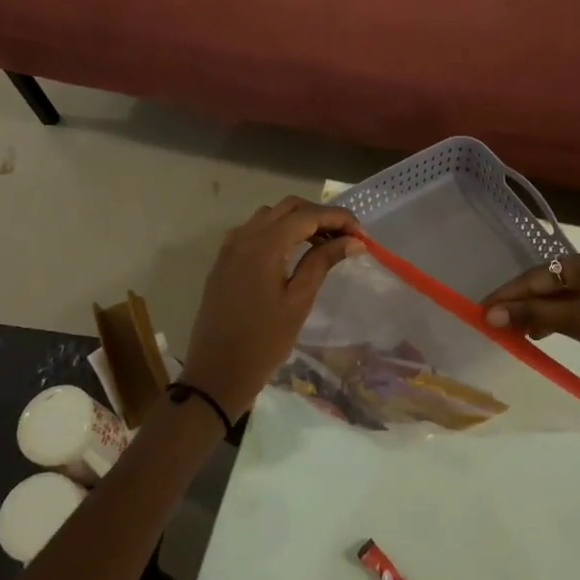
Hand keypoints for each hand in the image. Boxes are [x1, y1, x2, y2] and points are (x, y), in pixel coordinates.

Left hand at [177, 197, 363, 419]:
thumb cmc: (263, 341)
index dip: (338, 219)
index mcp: (263, 245)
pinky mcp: (224, 261)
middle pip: (288, 207)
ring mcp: (230, 247)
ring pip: (270, 216)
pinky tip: (293, 254)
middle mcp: (244, 236)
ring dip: (299, 222)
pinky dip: (278, 232)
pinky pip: (253, 231)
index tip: (362, 235)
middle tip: (346, 239)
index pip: (308, 215)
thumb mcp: (299, 301)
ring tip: (323, 246)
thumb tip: (353, 241)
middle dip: (320, 216)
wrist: (217, 372)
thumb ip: (323, 262)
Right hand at [481, 246, 579, 405]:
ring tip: (516, 331)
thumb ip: (533, 315)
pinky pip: (576, 300)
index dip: (506, 295)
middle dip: (520, 302)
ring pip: (560, 292)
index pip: (534, 276)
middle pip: (546, 281)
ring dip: (537, 310)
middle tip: (494, 323)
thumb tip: (491, 313)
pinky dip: (558, 314)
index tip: (480, 311)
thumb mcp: (577, 323)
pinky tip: (545, 330)